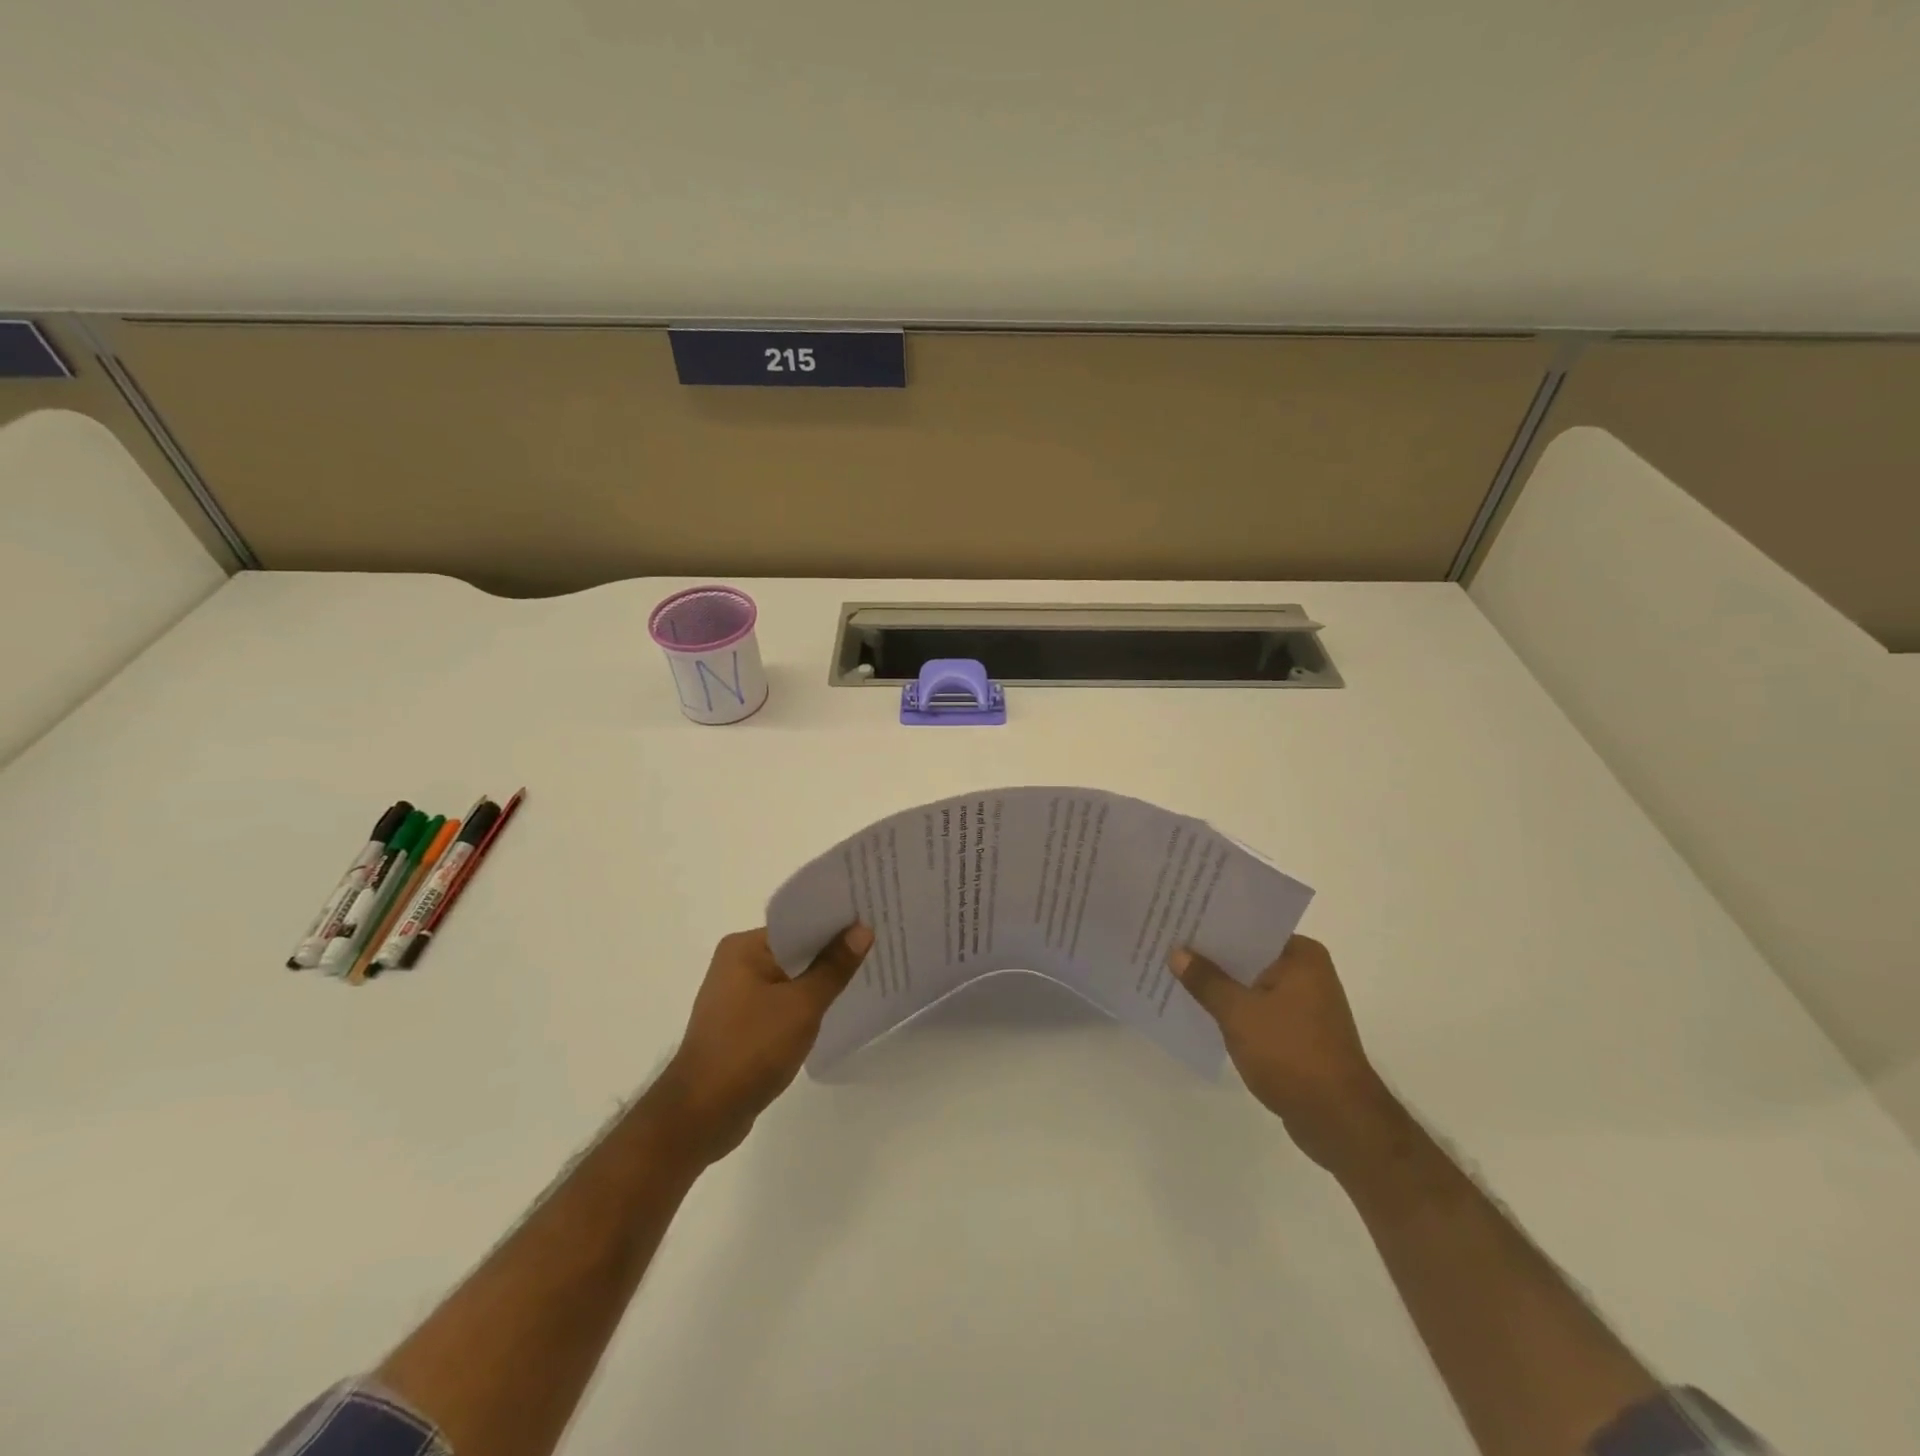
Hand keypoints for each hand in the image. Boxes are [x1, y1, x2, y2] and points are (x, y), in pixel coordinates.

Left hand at [653, 924, 872, 1163]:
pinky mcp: (741, 1025)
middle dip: (831, 951)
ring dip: (819, 980)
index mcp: (744, 948)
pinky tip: (833, 1009)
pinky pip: (781, 1002)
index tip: (871, 920)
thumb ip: (834, 967)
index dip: (835, 922)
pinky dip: (804, 1004)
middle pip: (794, 949)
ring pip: (789, 978)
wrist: (701, 1116)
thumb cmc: (750, 1049)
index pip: (798, 923)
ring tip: (864, 973)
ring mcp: (736, 996)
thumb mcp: (801, 1006)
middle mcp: (736, 964)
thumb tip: (862, 930)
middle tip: (876, 945)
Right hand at [1170, 934, 1401, 1175]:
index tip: (1179, 919)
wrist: (1338, 1121)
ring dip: (1220, 985)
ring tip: (1174, 974)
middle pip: (1248, 955)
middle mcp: (1307, 973)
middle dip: (1211, 956)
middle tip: (1167, 944)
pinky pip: (1257, 1009)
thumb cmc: (1291, 1054)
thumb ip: (1206, 980)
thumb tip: (1177, 952)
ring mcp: (1304, 1005)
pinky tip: (1200, 1011)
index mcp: (1301, 956)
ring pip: (1250, 984)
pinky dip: (1233, 1009)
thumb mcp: (1239, 1013)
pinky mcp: (1297, 1033)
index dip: (1212, 925)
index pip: (1249, 928)